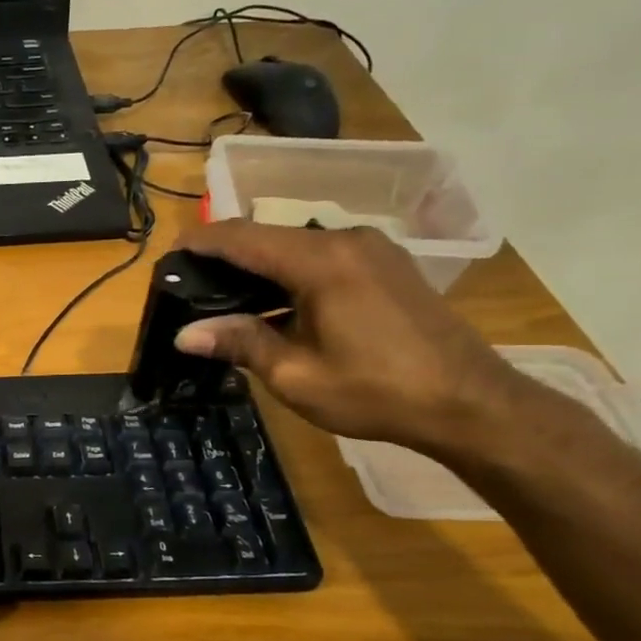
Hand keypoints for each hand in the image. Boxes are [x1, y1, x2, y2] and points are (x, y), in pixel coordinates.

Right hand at [174, 221, 526, 457]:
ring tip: (226, 296)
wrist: (472, 404)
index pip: (242, 238)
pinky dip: (290, 272)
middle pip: (268, 236)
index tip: (169, 254)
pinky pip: (322, 257)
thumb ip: (240, 343)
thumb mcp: (296, 374)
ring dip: (259, 265)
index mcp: (319, 262)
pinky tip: (276, 302)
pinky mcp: (387, 265)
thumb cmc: (376, 391)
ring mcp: (372, 250)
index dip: (201, 242)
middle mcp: (345, 241)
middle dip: (226, 255)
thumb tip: (184, 334)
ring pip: (296, 246)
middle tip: (191, 283)